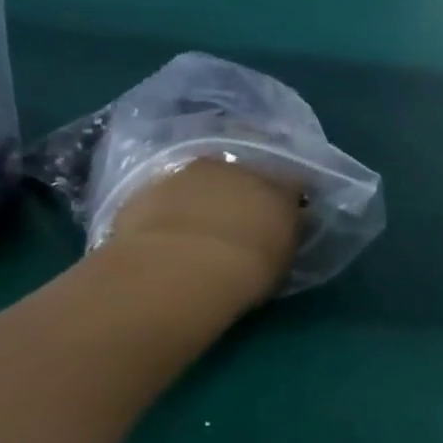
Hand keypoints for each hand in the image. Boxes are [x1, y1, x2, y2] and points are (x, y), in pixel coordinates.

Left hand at [100, 156, 301, 304]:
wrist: (177, 270)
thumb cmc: (245, 272)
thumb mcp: (281, 260)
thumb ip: (283, 235)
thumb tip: (282, 226)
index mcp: (278, 189)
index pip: (292, 187)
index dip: (286, 204)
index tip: (281, 223)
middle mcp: (237, 170)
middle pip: (245, 176)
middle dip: (242, 196)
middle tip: (236, 226)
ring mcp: (191, 174)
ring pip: (202, 182)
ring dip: (202, 199)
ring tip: (196, 232)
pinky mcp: (149, 187)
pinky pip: (166, 196)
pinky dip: (168, 210)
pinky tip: (165, 237)